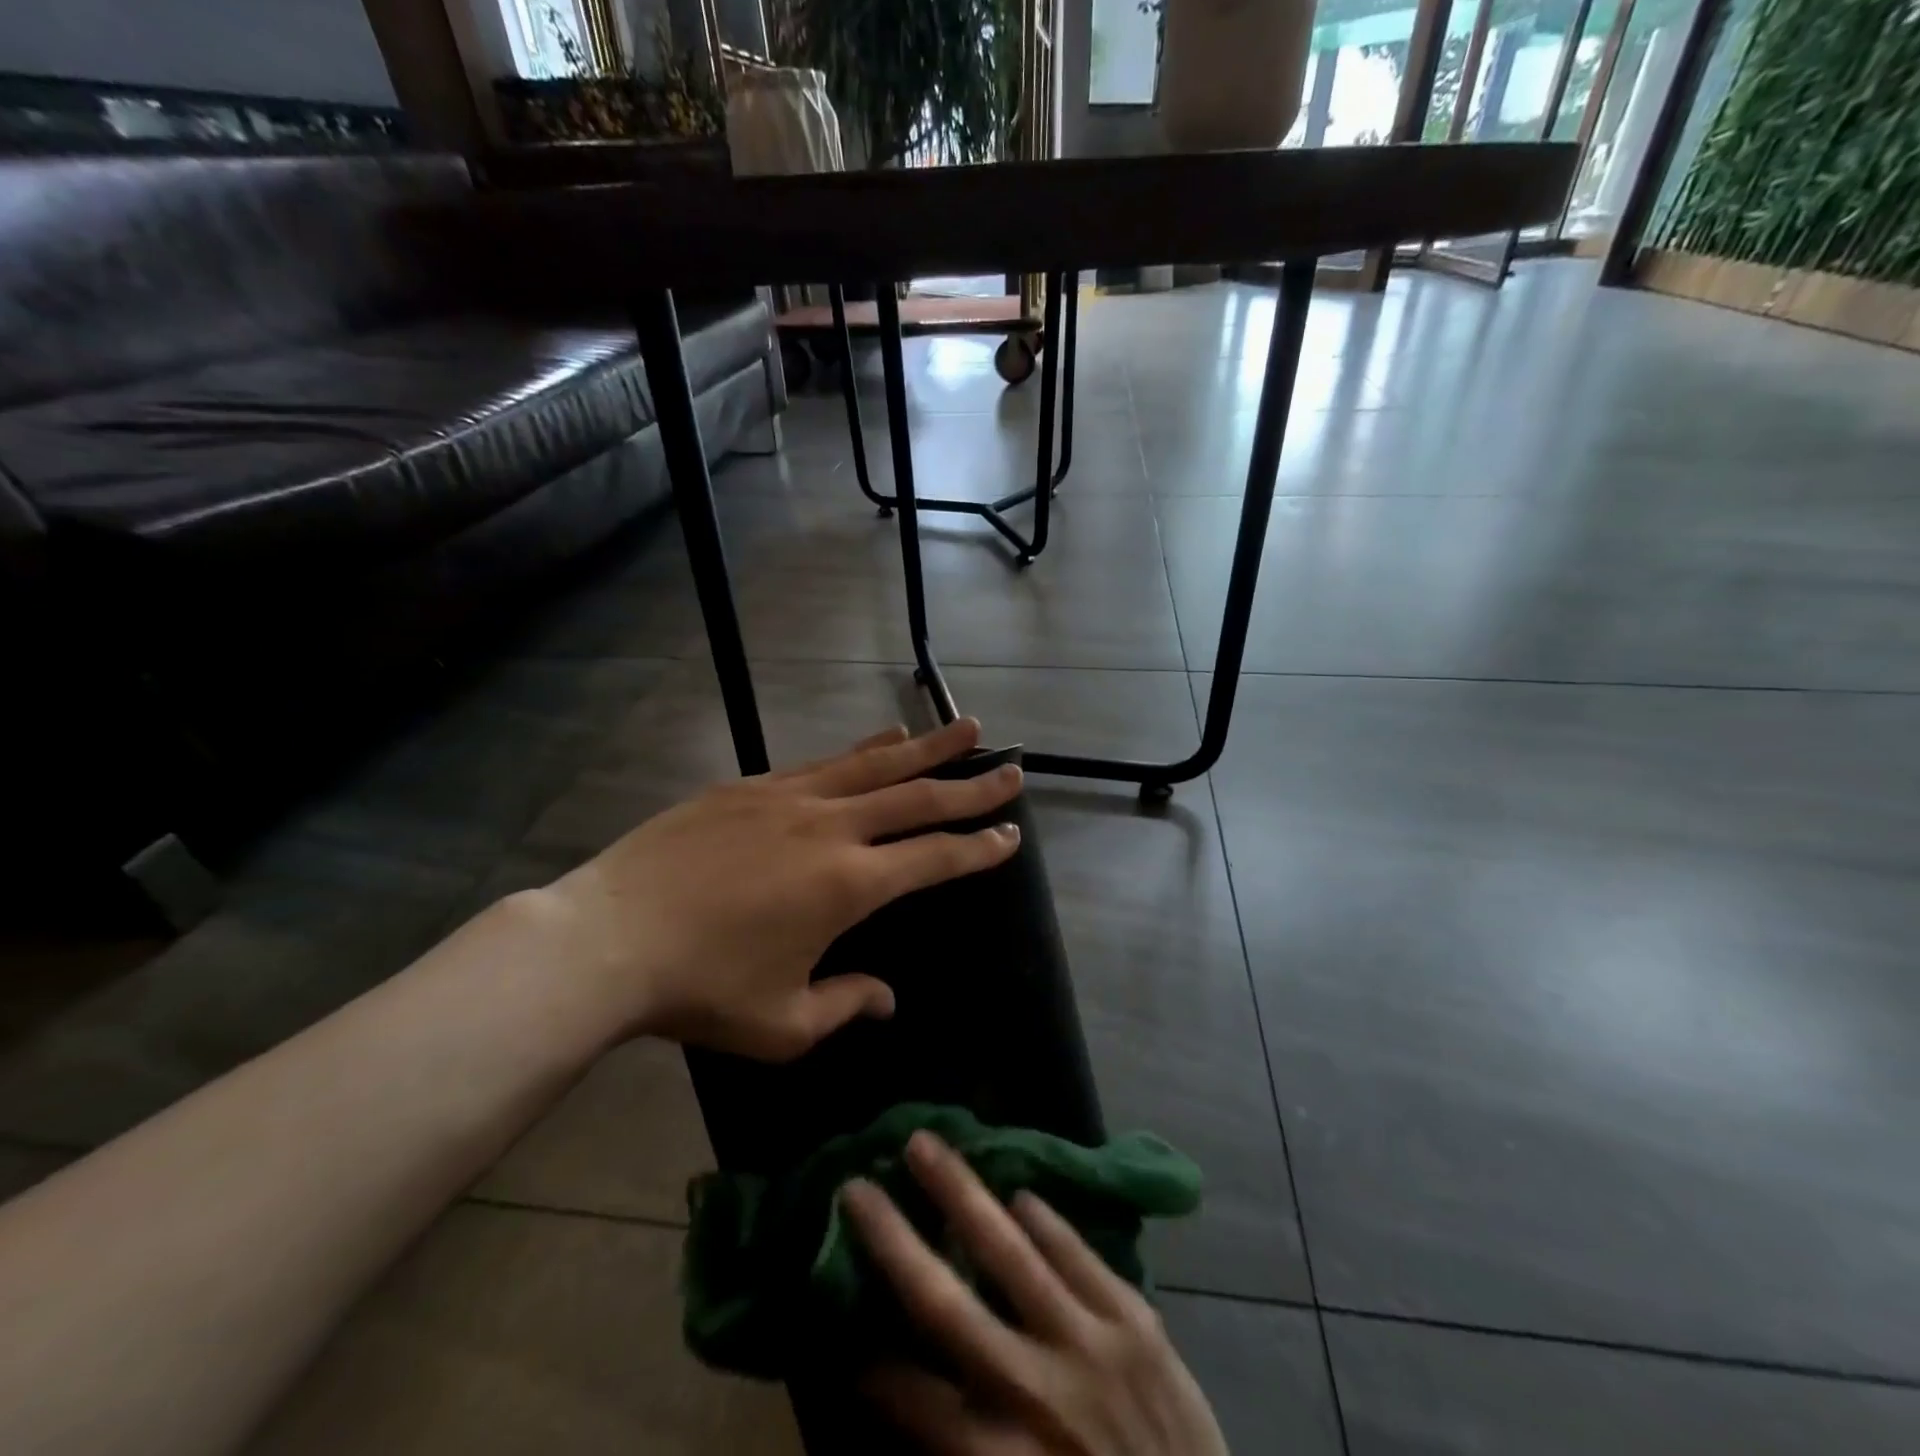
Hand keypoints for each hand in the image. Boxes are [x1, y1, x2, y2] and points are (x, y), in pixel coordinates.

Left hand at [534, 718, 1022, 1060]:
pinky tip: (884, 738)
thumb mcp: (783, 1023)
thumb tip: (885, 997)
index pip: (934, 858)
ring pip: (876, 764)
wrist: (608, 938)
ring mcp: (790, 798)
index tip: (1011, 834)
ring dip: (928, 747)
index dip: (978, 848)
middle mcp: (831, 828)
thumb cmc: (700, 990)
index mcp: (849, 885)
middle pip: (918, 797)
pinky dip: (864, 748)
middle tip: (1013, 770)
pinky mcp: (751, 786)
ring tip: (966, 728)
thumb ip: (846, 1005)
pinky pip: (825, 761)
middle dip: (972, 785)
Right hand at [842, 1133, 1227, 1455]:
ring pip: (1011, 1251)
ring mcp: (1091, 1345)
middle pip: (946, 1302)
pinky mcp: (1137, 1321)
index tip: (844, 1328)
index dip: (873, 1364)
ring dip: (962, 1192)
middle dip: (895, 1239)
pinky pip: (1080, 1254)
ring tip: (926, 1145)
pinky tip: (1021, 1193)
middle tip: (857, 1184)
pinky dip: (1047, 1222)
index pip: (914, 1398)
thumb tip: (905, 1388)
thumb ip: (963, 1445)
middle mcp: (1036, 1392)